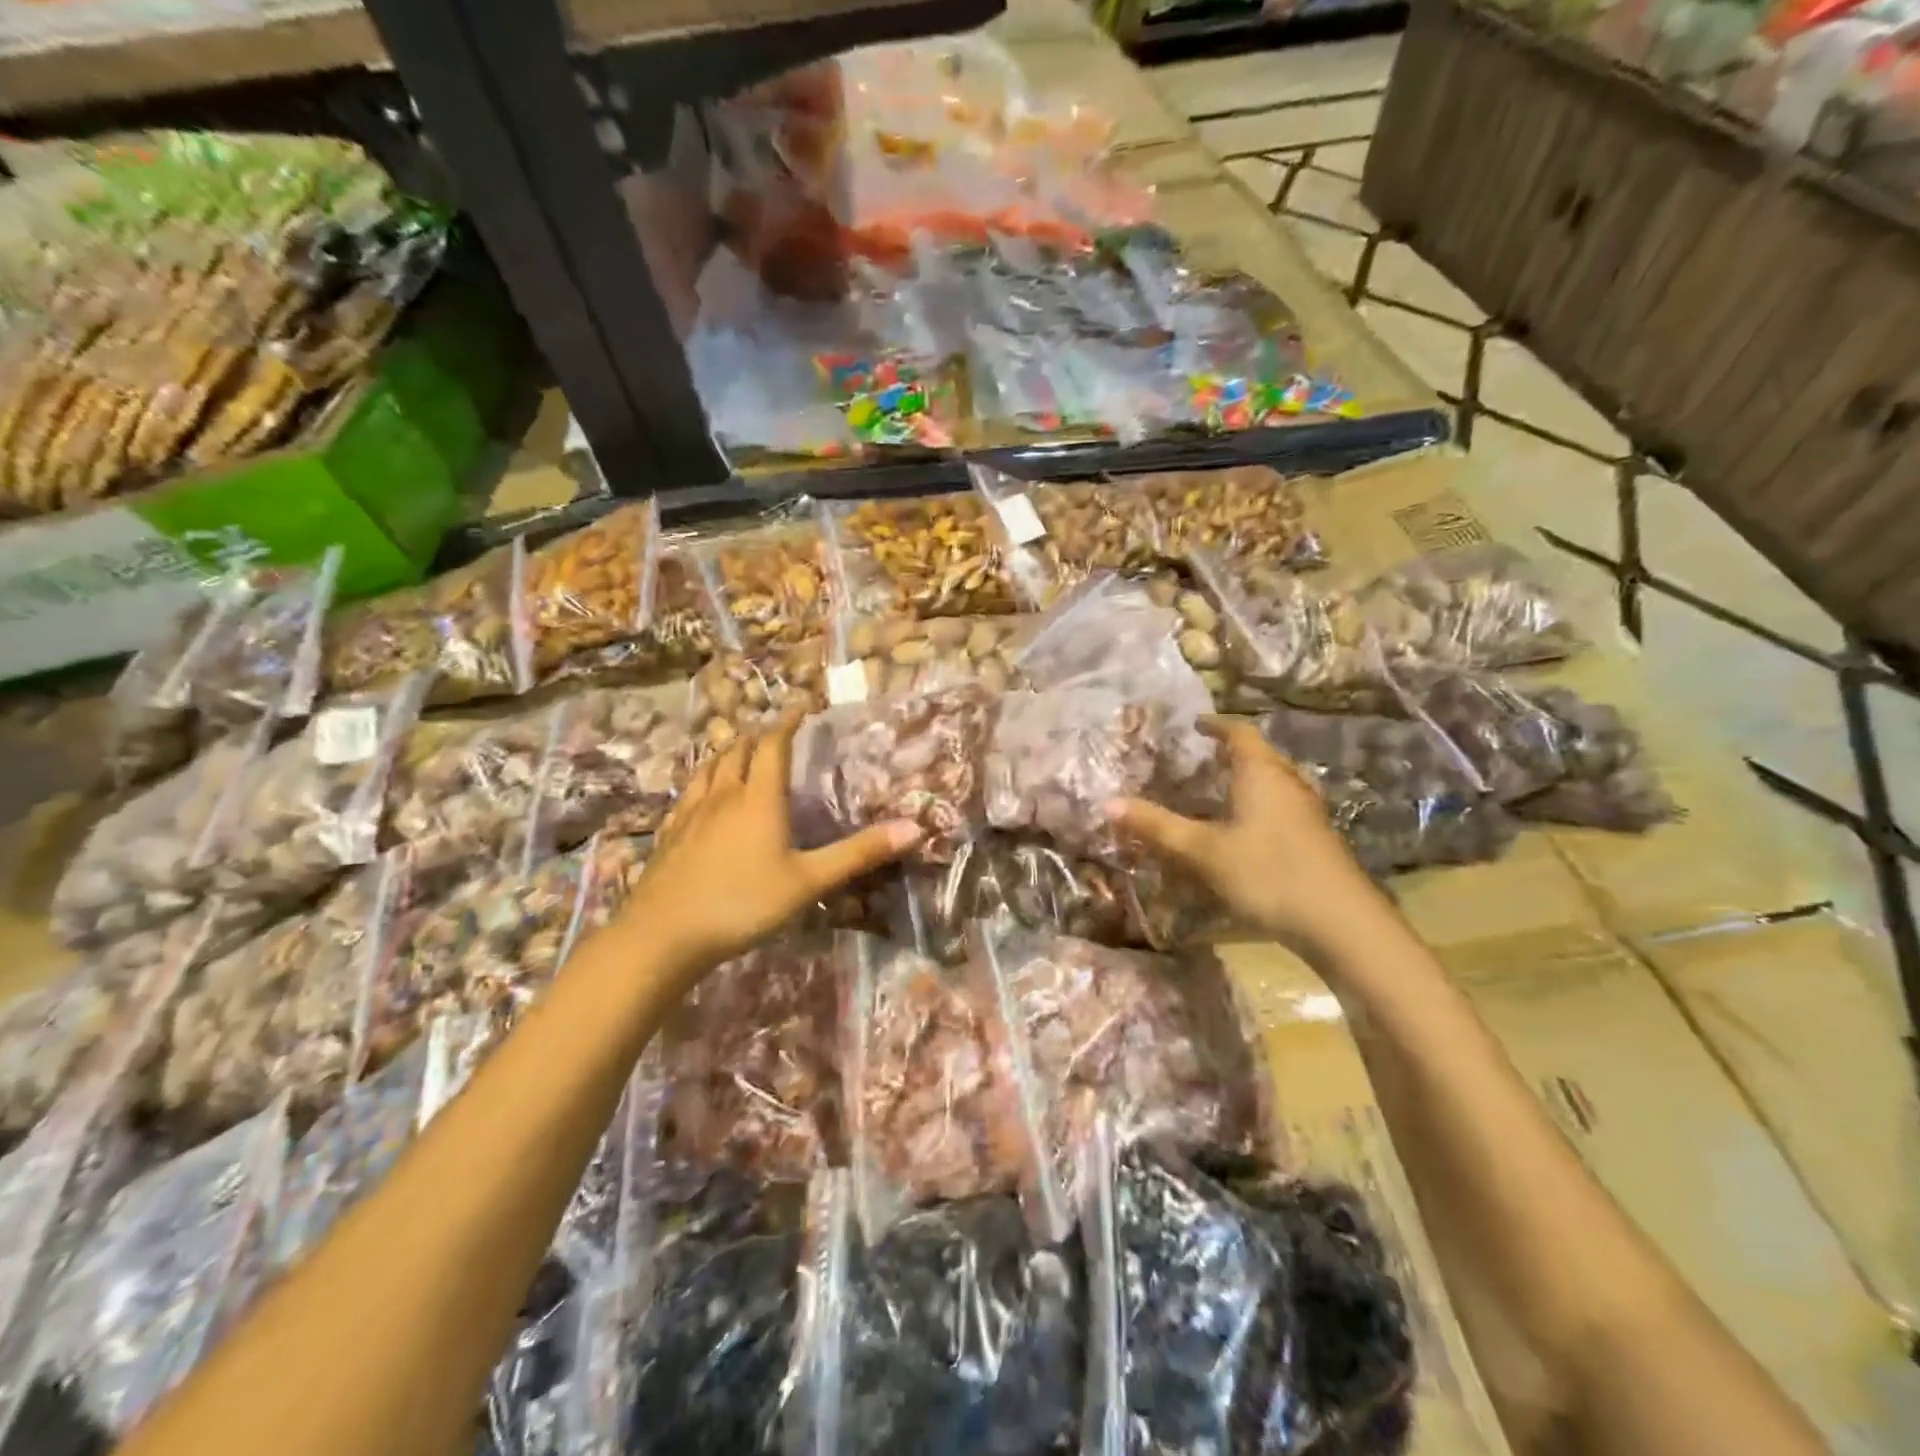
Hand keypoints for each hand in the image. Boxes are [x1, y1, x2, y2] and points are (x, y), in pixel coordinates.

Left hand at [627, 712, 921, 974]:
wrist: (664, 934)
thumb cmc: (743, 902)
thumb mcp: (809, 881)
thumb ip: (858, 854)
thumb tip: (914, 827)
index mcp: (759, 799)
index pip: (774, 745)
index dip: (788, 722)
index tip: (801, 706)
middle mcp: (724, 795)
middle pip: (739, 751)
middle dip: (758, 736)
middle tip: (775, 732)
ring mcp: (691, 814)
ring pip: (710, 769)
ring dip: (728, 753)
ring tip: (739, 751)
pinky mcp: (670, 834)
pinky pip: (688, 794)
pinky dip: (702, 782)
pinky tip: (701, 796)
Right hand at [1111, 718, 1389, 960]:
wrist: (1341, 922)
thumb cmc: (1267, 873)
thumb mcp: (1202, 852)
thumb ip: (1156, 827)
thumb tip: (1107, 802)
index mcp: (1261, 773)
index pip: (1239, 733)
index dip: (1216, 725)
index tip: (1195, 725)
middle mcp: (1288, 783)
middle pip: (1260, 755)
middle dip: (1230, 753)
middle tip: (1200, 759)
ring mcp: (1307, 812)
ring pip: (1273, 783)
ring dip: (1246, 781)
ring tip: (1218, 792)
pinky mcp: (1316, 839)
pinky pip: (1281, 807)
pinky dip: (1258, 806)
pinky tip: (1243, 832)